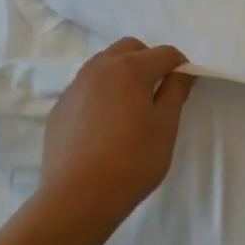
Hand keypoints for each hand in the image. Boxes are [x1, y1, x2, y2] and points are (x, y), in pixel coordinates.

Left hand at [37, 39, 194, 231]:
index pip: (164, 53)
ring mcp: (75, 86)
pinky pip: (86, 88)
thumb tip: (182, 73)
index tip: (185, 87)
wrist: (78, 196)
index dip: (181, 66)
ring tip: (131, 108)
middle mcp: (99, 68)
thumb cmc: (132, 161)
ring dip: (122, 74)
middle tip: (158, 92)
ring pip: (104, 64)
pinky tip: (105, 126)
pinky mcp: (60, 107)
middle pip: (130, 48)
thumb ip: (175, 92)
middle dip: (149, 61)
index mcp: (130, 69)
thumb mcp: (166, 127)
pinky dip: (101, 93)